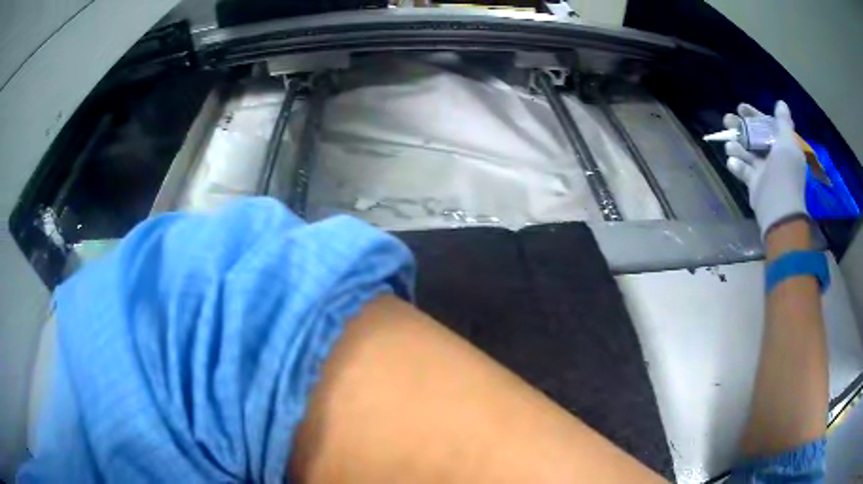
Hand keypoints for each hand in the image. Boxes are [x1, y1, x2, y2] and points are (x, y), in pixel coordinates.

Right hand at [723, 101, 808, 238]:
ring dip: (737, 146)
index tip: (740, 108)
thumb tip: (781, 103)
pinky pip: (744, 171)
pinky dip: (737, 165)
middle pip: (755, 138)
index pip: (768, 126)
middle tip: (727, 120)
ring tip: (728, 144)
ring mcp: (764, 172)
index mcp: (784, 147)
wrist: (779, 210)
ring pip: (748, 153)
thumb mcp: (787, 143)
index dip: (755, 115)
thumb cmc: (785, 173)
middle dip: (741, 128)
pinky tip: (731, 161)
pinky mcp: (755, 185)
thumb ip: (784, 123)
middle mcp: (775, 158)